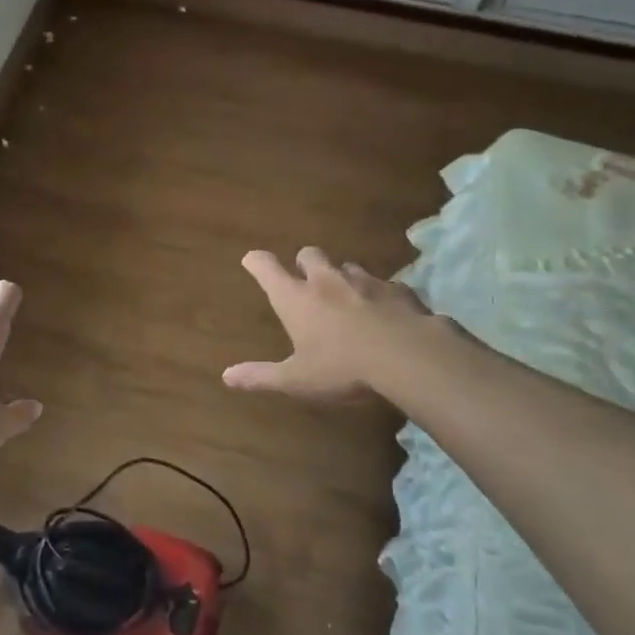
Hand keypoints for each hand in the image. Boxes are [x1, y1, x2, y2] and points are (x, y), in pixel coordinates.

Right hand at [224, 248, 440, 402]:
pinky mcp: (399, 290)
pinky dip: (378, 293)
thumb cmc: (342, 369)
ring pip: (348, 266)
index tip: (251, 260)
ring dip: (342, 276)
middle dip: (304, 262)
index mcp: (297, 299)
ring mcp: (366, 281)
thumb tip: (226, 376)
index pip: (267, 269)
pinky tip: (384, 311)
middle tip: (304, 277)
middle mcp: (327, 281)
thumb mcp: (296, 379)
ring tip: (346, 296)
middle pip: (310, 254)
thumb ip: (261, 376)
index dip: (257, 262)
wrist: (408, 357)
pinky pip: (384, 284)